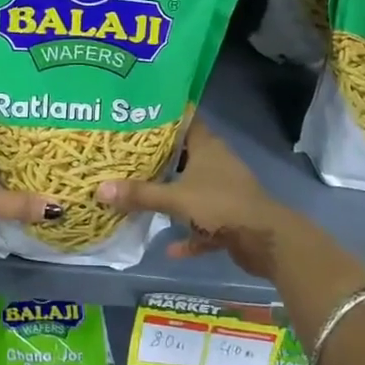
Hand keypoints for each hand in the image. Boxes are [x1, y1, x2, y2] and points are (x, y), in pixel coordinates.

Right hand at [95, 119, 294, 280]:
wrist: (265, 240)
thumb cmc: (220, 205)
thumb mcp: (175, 199)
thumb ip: (139, 194)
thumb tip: (99, 188)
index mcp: (207, 147)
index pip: (185, 121)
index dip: (164, 117)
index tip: (138, 117)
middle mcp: (217, 164)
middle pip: (185, 156)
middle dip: (160, 159)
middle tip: (128, 158)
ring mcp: (225, 191)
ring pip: (194, 189)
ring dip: (174, 196)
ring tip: (142, 196)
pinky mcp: (230, 218)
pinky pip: (203, 224)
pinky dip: (190, 234)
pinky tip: (170, 248)